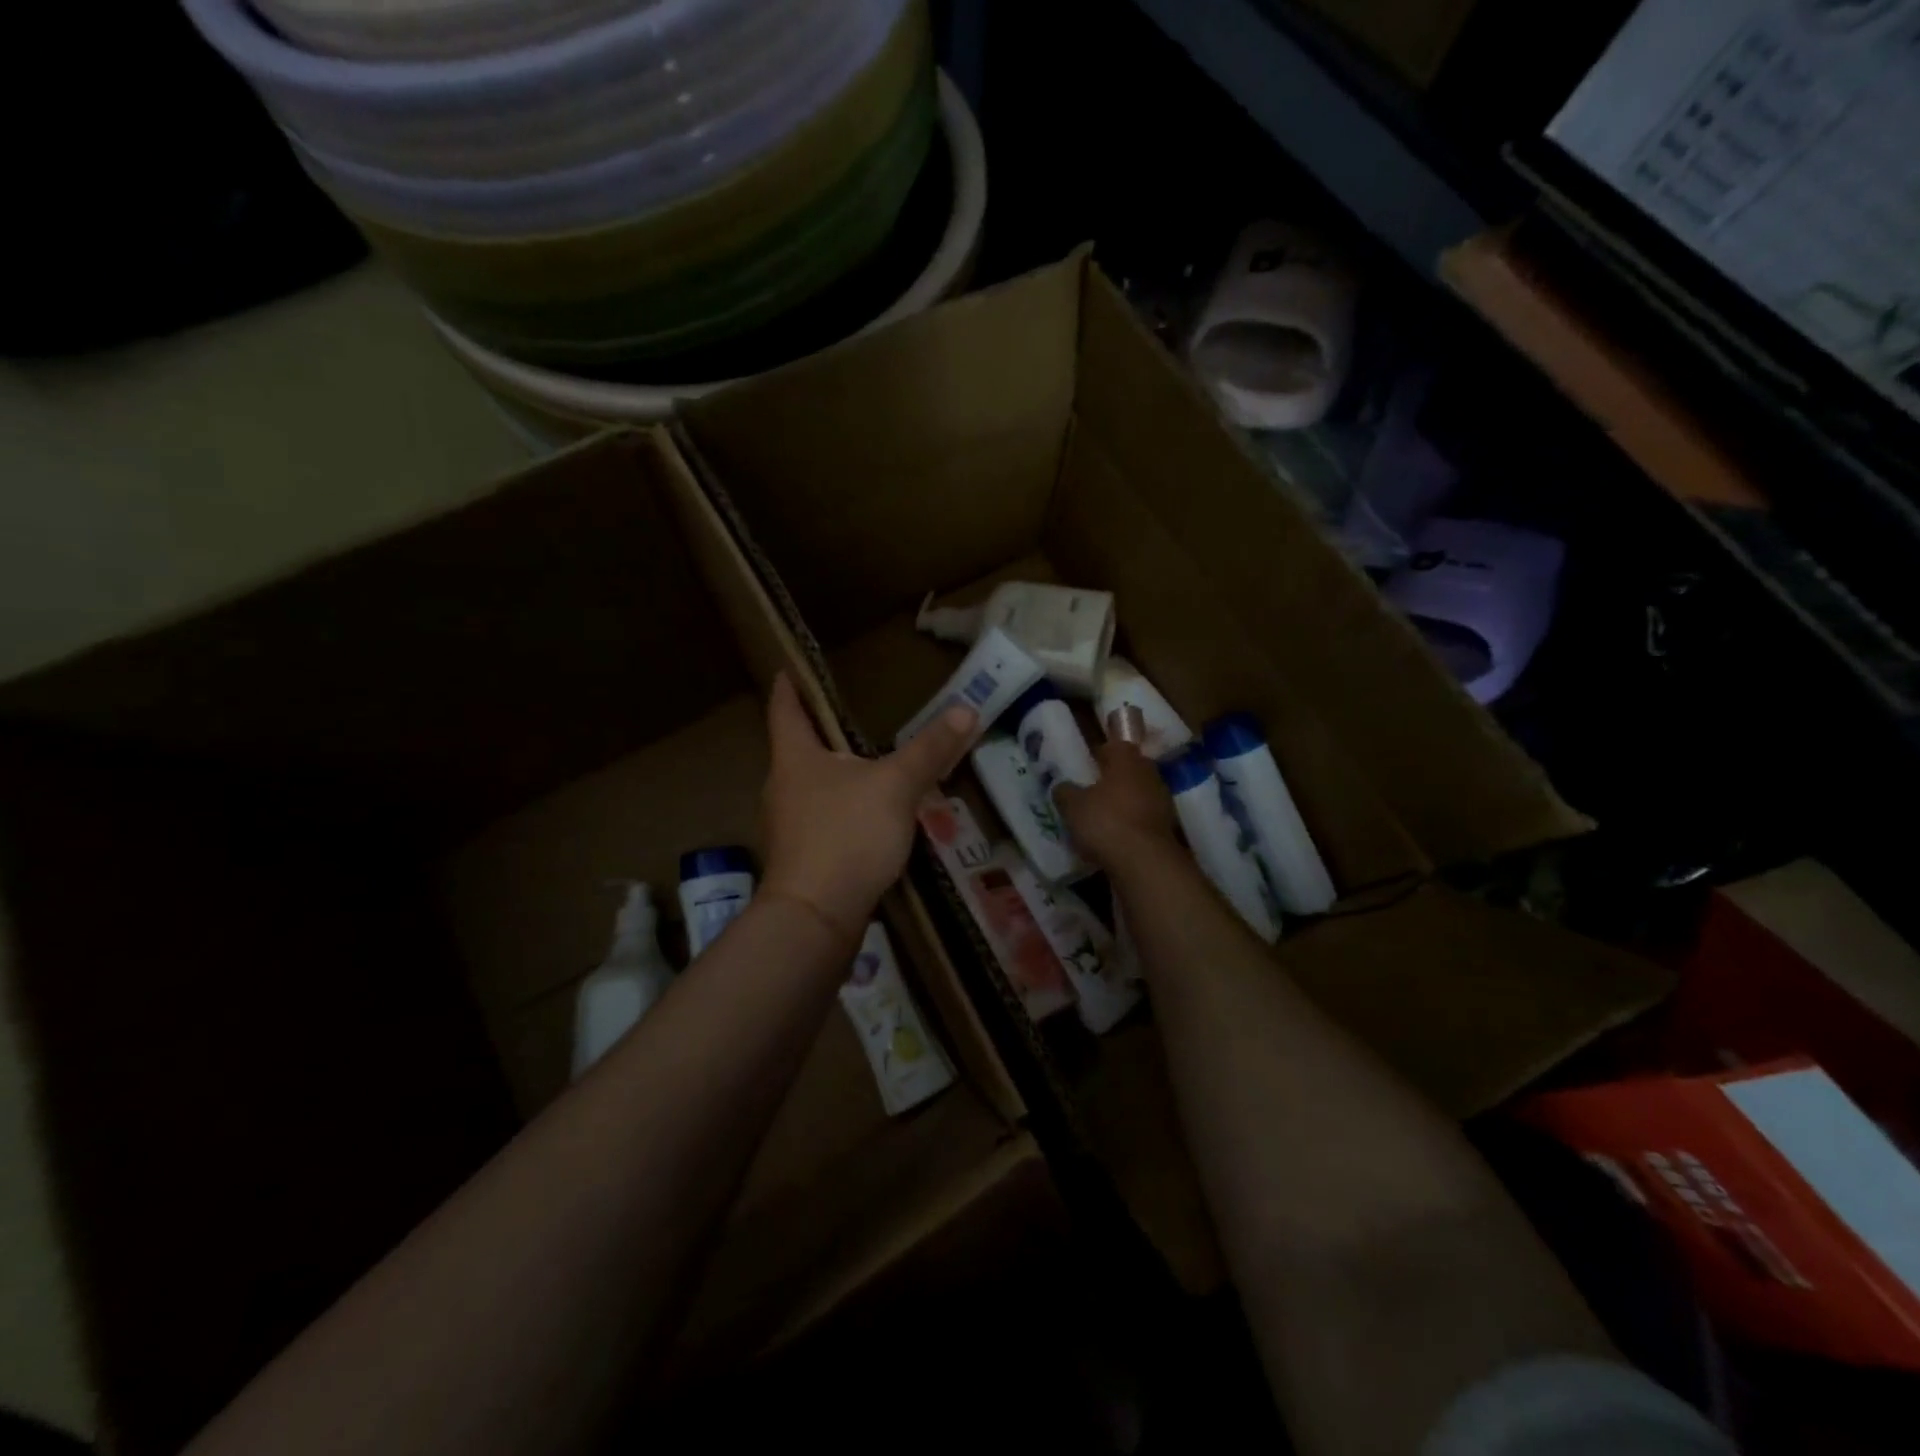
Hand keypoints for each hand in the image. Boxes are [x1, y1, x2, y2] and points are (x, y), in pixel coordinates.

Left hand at [760, 673, 975, 940]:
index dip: (788, 686)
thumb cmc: (847, 836)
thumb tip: (966, 709)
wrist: (815, 918)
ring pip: (812, 787)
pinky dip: (843, 809)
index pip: (785, 708)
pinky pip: (823, 820)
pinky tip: (869, 818)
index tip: (789, 668)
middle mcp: (782, 787)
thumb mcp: (896, 786)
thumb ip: (930, 750)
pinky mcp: (801, 859)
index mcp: (795, 758)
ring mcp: (788, 826)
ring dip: (836, 774)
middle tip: (851, 717)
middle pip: (798, 749)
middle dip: (822, 733)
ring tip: (868, 766)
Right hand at [1055, 740, 1177, 870]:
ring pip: (1139, 795)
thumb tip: (1062, 787)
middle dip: (1113, 779)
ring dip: (1123, 803)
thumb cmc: (1105, 821)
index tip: (1087, 765)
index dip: (1100, 754)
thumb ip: (1065, 792)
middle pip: (1130, 771)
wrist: (1144, 861)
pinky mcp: (1167, 827)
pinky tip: (1115, 838)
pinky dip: (1131, 824)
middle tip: (1092, 791)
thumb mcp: (1072, 806)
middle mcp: (1149, 774)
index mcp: (1127, 760)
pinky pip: (1144, 819)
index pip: (1115, 746)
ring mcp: (1162, 801)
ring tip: (1101, 818)